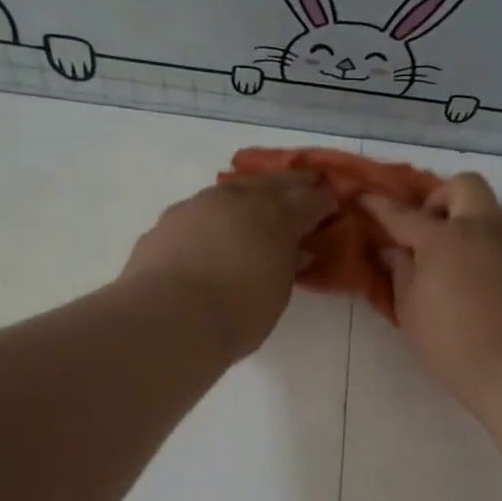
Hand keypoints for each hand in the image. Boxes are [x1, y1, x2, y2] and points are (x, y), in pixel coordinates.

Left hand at [122, 172, 334, 359]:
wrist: (169, 317)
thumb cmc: (237, 314)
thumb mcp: (277, 294)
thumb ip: (287, 265)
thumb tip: (296, 251)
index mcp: (276, 218)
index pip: (310, 201)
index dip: (323, 202)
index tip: (332, 204)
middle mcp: (240, 200)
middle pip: (273, 183)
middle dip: (294, 184)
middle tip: (307, 184)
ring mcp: (201, 204)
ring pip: (234, 189)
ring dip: (252, 193)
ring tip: (259, 201)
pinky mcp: (170, 219)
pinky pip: (202, 208)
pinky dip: (217, 213)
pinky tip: (215, 226)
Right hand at [362, 173, 501, 413]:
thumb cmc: (448, 341)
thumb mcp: (408, 308)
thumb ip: (400, 270)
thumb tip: (396, 249)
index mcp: (444, 238)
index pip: (404, 214)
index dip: (378, 205)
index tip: (362, 197)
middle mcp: (480, 227)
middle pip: (462, 185)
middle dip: (439, 199)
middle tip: (424, 230)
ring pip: (486, 205)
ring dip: (463, 215)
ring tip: (444, 251)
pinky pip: (497, 230)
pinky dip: (478, 236)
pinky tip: (465, 268)